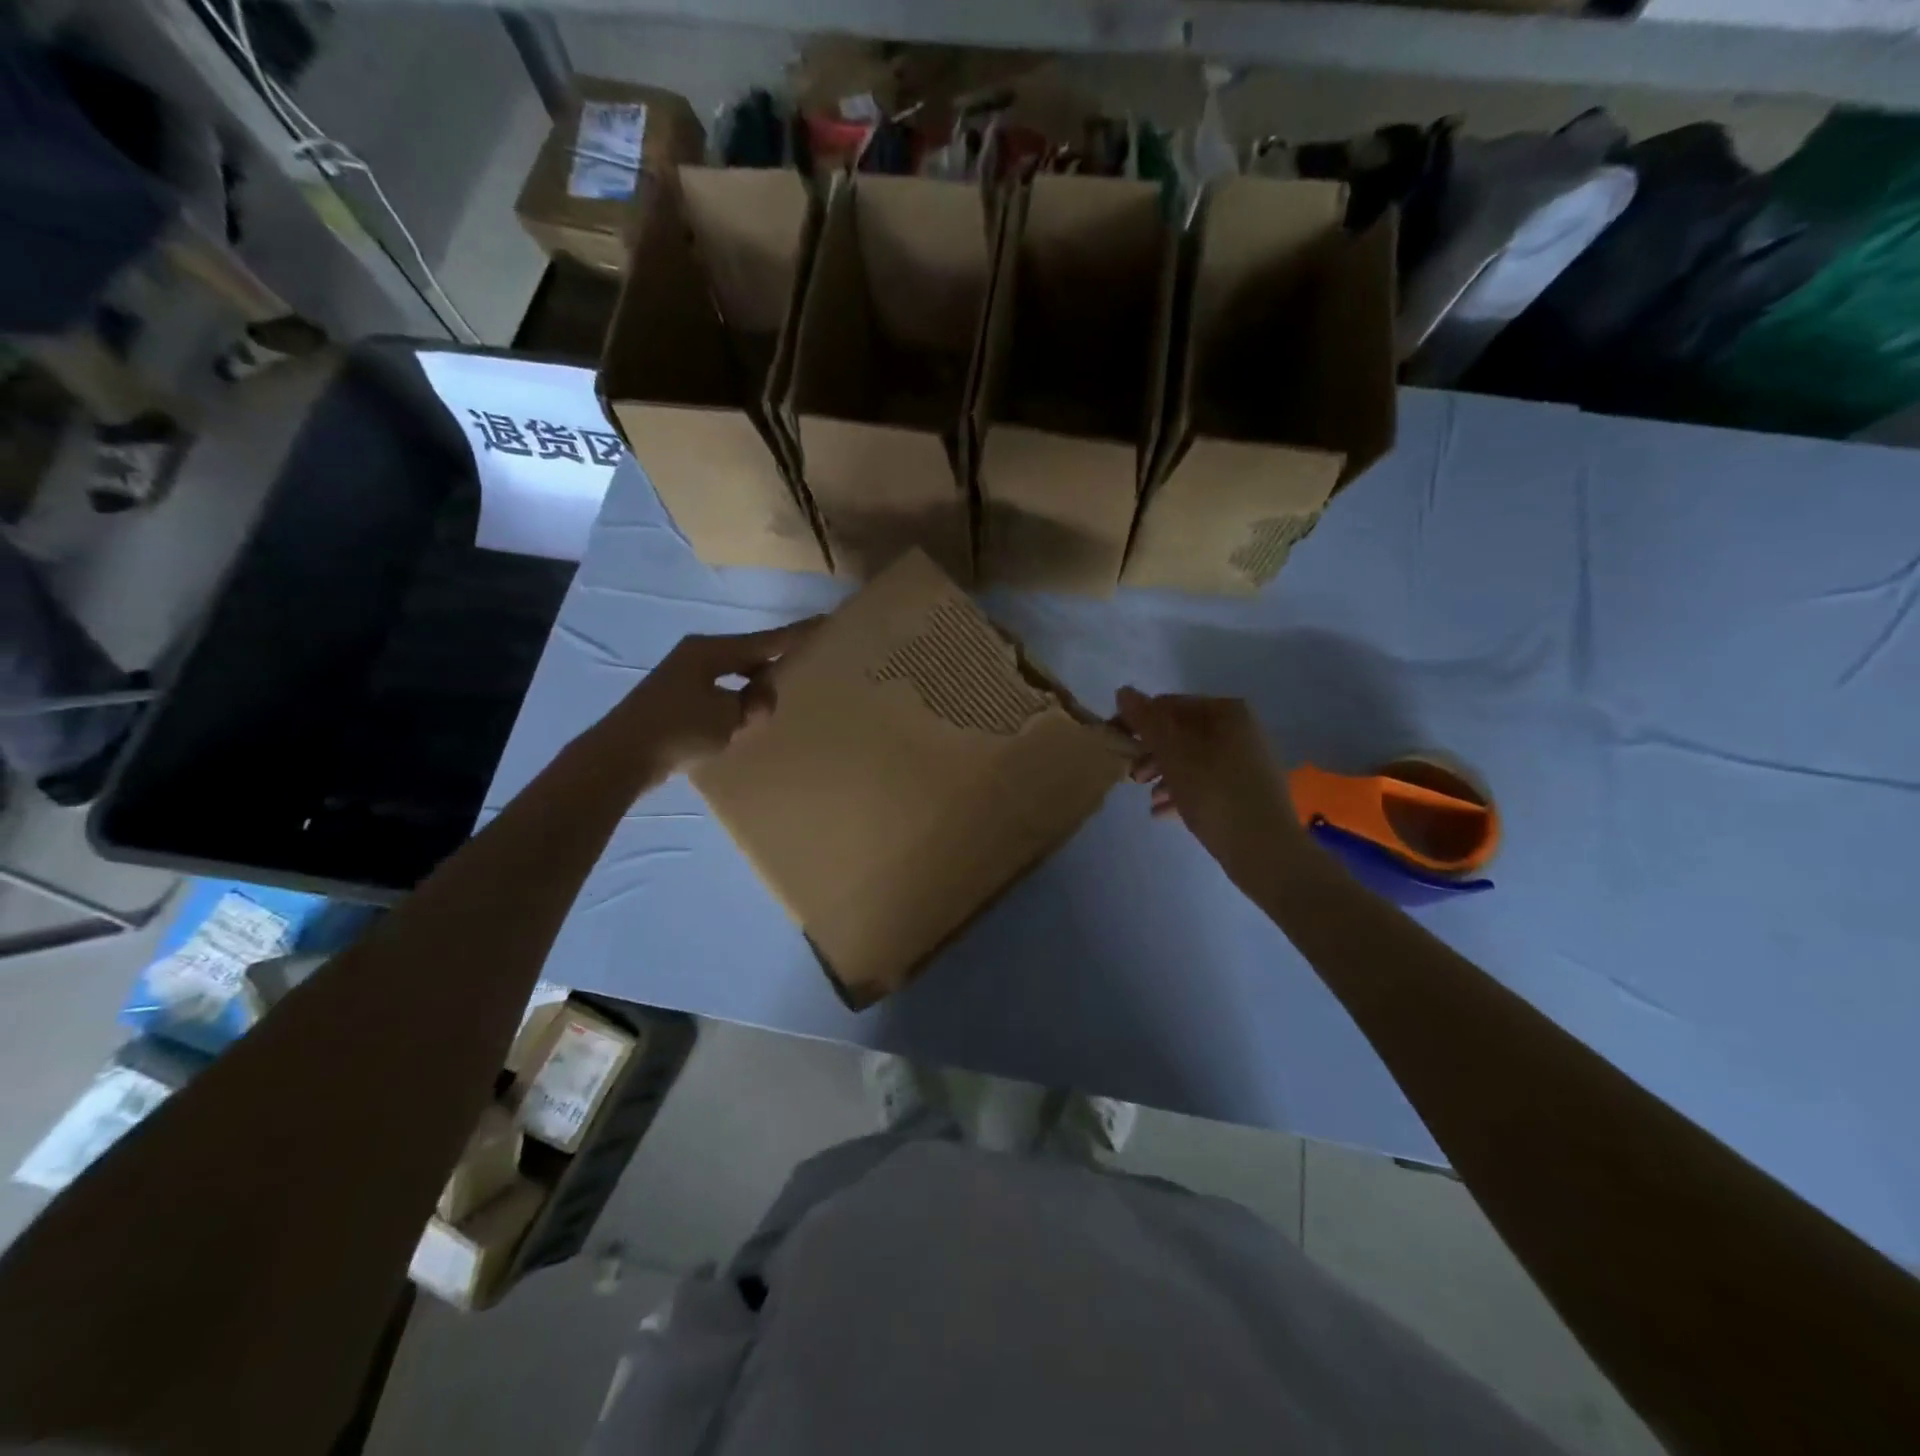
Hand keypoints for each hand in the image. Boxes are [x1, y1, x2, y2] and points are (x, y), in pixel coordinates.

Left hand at [612, 620, 818, 775]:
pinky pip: (720, 691)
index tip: (825, 623)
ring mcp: (684, 676)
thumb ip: (755, 703)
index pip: (765, 640)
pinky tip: (747, 715)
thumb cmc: (678, 729)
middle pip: (748, 653)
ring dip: (755, 685)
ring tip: (779, 697)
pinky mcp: (676, 699)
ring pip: (734, 673)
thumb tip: (762, 699)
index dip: (796, 634)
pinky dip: (737, 699)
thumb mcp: (729, 716)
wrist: (622, 756)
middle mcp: (697, 655)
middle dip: (775, 662)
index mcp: (711, 650)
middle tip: (807, 666)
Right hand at [1115, 687, 1307, 887]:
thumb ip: (1147, 721)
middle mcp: (1240, 730)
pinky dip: (1183, 792)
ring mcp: (1247, 761)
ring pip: (1192, 759)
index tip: (1115, 744)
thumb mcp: (1173, 754)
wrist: (1266, 850)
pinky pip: (1206, 783)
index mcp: (1226, 713)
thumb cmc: (1215, 793)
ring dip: (1164, 775)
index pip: (1169, 705)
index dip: (1137, 721)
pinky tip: (1162, 813)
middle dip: (1151, 753)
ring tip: (1148, 798)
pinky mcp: (1247, 791)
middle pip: (1181, 733)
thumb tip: (1124, 691)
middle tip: (1132, 777)